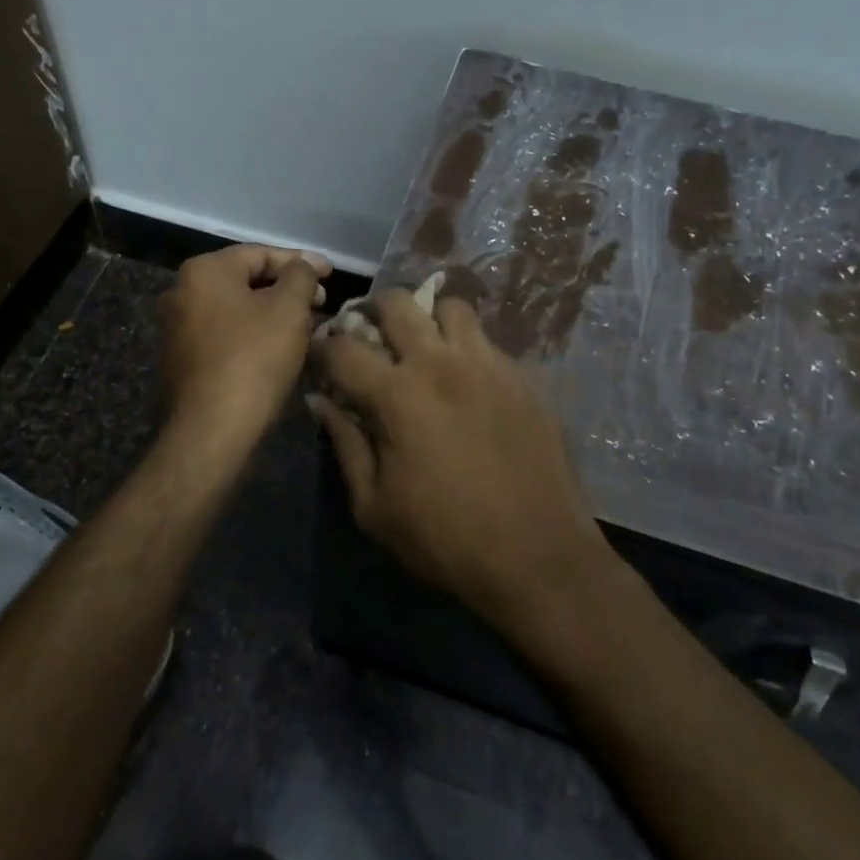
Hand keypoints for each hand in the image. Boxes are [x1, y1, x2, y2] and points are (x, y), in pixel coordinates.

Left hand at [159, 245, 328, 456]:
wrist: (211, 431)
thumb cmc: (253, 358)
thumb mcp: (289, 308)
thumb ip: (301, 276)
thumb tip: (302, 269)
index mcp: (204, 270)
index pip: (261, 254)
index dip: (301, 261)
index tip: (332, 274)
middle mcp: (182, 292)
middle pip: (247, 280)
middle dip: (288, 289)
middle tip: (322, 302)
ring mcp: (177, 328)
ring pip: (238, 310)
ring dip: (274, 314)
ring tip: (308, 326)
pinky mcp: (182, 360)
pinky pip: (226, 334)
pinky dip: (255, 335)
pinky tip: (281, 350)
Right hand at [309, 290, 611, 632]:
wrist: (538, 556)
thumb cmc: (446, 538)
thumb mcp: (374, 506)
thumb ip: (345, 444)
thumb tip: (321, 402)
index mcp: (397, 394)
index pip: (344, 347)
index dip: (323, 346)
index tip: (321, 354)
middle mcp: (441, 363)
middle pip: (397, 303)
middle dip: (372, 310)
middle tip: (370, 333)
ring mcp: (487, 364)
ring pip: (450, 307)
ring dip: (427, 318)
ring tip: (424, 345)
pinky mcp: (521, 375)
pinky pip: (486, 340)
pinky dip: (465, 346)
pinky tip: (465, 379)